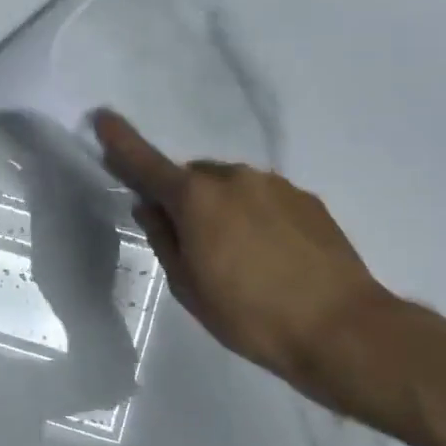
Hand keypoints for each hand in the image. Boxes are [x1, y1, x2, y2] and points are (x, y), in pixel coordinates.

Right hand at [94, 111, 391, 398]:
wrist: (342, 328)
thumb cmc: (250, 315)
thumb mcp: (189, 286)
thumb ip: (164, 239)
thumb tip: (150, 207)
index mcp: (196, 199)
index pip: (146, 164)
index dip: (121, 142)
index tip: (102, 117)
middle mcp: (235, 179)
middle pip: (193, 178)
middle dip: (184, 200)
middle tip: (191, 244)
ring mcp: (275, 186)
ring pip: (231, 188)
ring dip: (222, 209)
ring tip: (237, 258)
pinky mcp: (307, 200)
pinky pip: (264, 199)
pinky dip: (254, 218)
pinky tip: (269, 256)